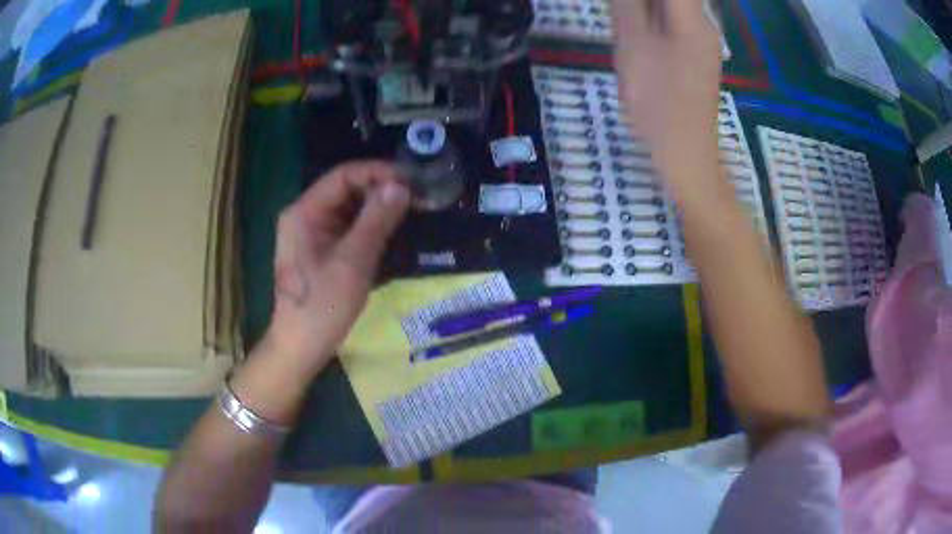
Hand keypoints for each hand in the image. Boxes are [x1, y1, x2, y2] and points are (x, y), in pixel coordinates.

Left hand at [267, 161, 410, 373]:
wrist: (301, 347)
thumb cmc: (323, 306)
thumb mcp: (353, 261)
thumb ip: (376, 220)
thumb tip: (401, 186)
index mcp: (304, 212)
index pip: (343, 176)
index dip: (378, 173)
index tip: (411, 181)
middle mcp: (305, 216)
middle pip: (345, 190)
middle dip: (380, 190)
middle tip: (416, 198)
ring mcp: (311, 234)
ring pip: (348, 209)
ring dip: (377, 208)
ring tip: (410, 211)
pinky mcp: (320, 250)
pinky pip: (347, 228)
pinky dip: (369, 226)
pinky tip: (391, 231)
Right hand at [611, 0, 722, 178]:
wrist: (686, 154)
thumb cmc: (658, 102)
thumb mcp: (633, 45)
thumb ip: (628, 6)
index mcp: (693, 19)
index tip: (625, 7)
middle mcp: (704, 25)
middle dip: (641, 4)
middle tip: (621, 19)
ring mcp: (703, 42)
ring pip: (671, 9)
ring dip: (643, 10)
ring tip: (625, 30)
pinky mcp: (697, 56)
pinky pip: (673, 24)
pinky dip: (651, 22)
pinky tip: (638, 39)